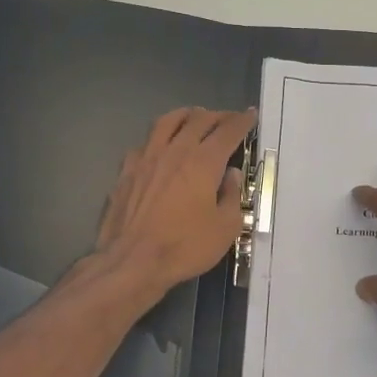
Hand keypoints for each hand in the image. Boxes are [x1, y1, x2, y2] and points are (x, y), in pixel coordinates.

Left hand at [94, 107, 254, 296]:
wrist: (132, 261)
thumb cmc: (184, 247)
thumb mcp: (225, 228)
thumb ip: (231, 196)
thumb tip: (231, 175)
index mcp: (203, 162)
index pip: (227, 132)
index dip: (242, 121)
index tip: (250, 115)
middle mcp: (175, 151)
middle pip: (198, 120)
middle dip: (217, 115)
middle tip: (227, 118)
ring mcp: (146, 158)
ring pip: (167, 122)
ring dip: (186, 115)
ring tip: (194, 117)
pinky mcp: (126, 170)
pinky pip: (145, 142)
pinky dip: (159, 137)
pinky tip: (161, 146)